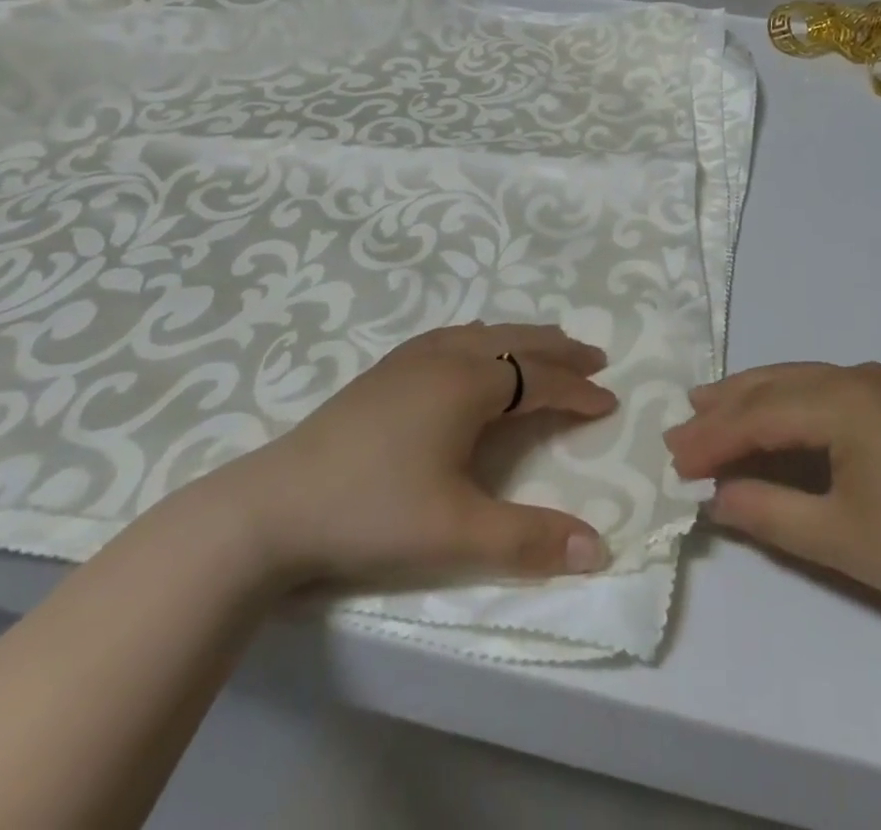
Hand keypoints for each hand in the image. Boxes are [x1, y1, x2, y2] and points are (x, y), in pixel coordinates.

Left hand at [206, 324, 616, 590]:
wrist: (271, 507)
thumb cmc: (372, 511)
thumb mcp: (456, 532)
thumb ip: (529, 539)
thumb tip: (599, 548)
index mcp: (469, 383)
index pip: (540, 379)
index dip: (578, 391)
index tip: (609, 401)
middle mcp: (446, 356)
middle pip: (517, 340)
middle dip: (559, 349)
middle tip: (594, 357)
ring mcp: (410, 358)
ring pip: (483, 332)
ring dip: (522, 338)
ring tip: (545, 348)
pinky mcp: (384, 370)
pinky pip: (452, 336)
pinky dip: (484, 337)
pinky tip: (473, 349)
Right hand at [664, 362, 880, 644]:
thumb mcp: (838, 539)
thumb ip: (769, 513)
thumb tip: (716, 498)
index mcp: (845, 400)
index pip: (760, 414)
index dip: (713, 437)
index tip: (673, 460)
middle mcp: (859, 377)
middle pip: (776, 385)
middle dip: (724, 407)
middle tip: (679, 427)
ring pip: (800, 382)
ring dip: (753, 399)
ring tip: (707, 406)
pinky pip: (826, 393)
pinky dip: (789, 407)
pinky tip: (772, 420)